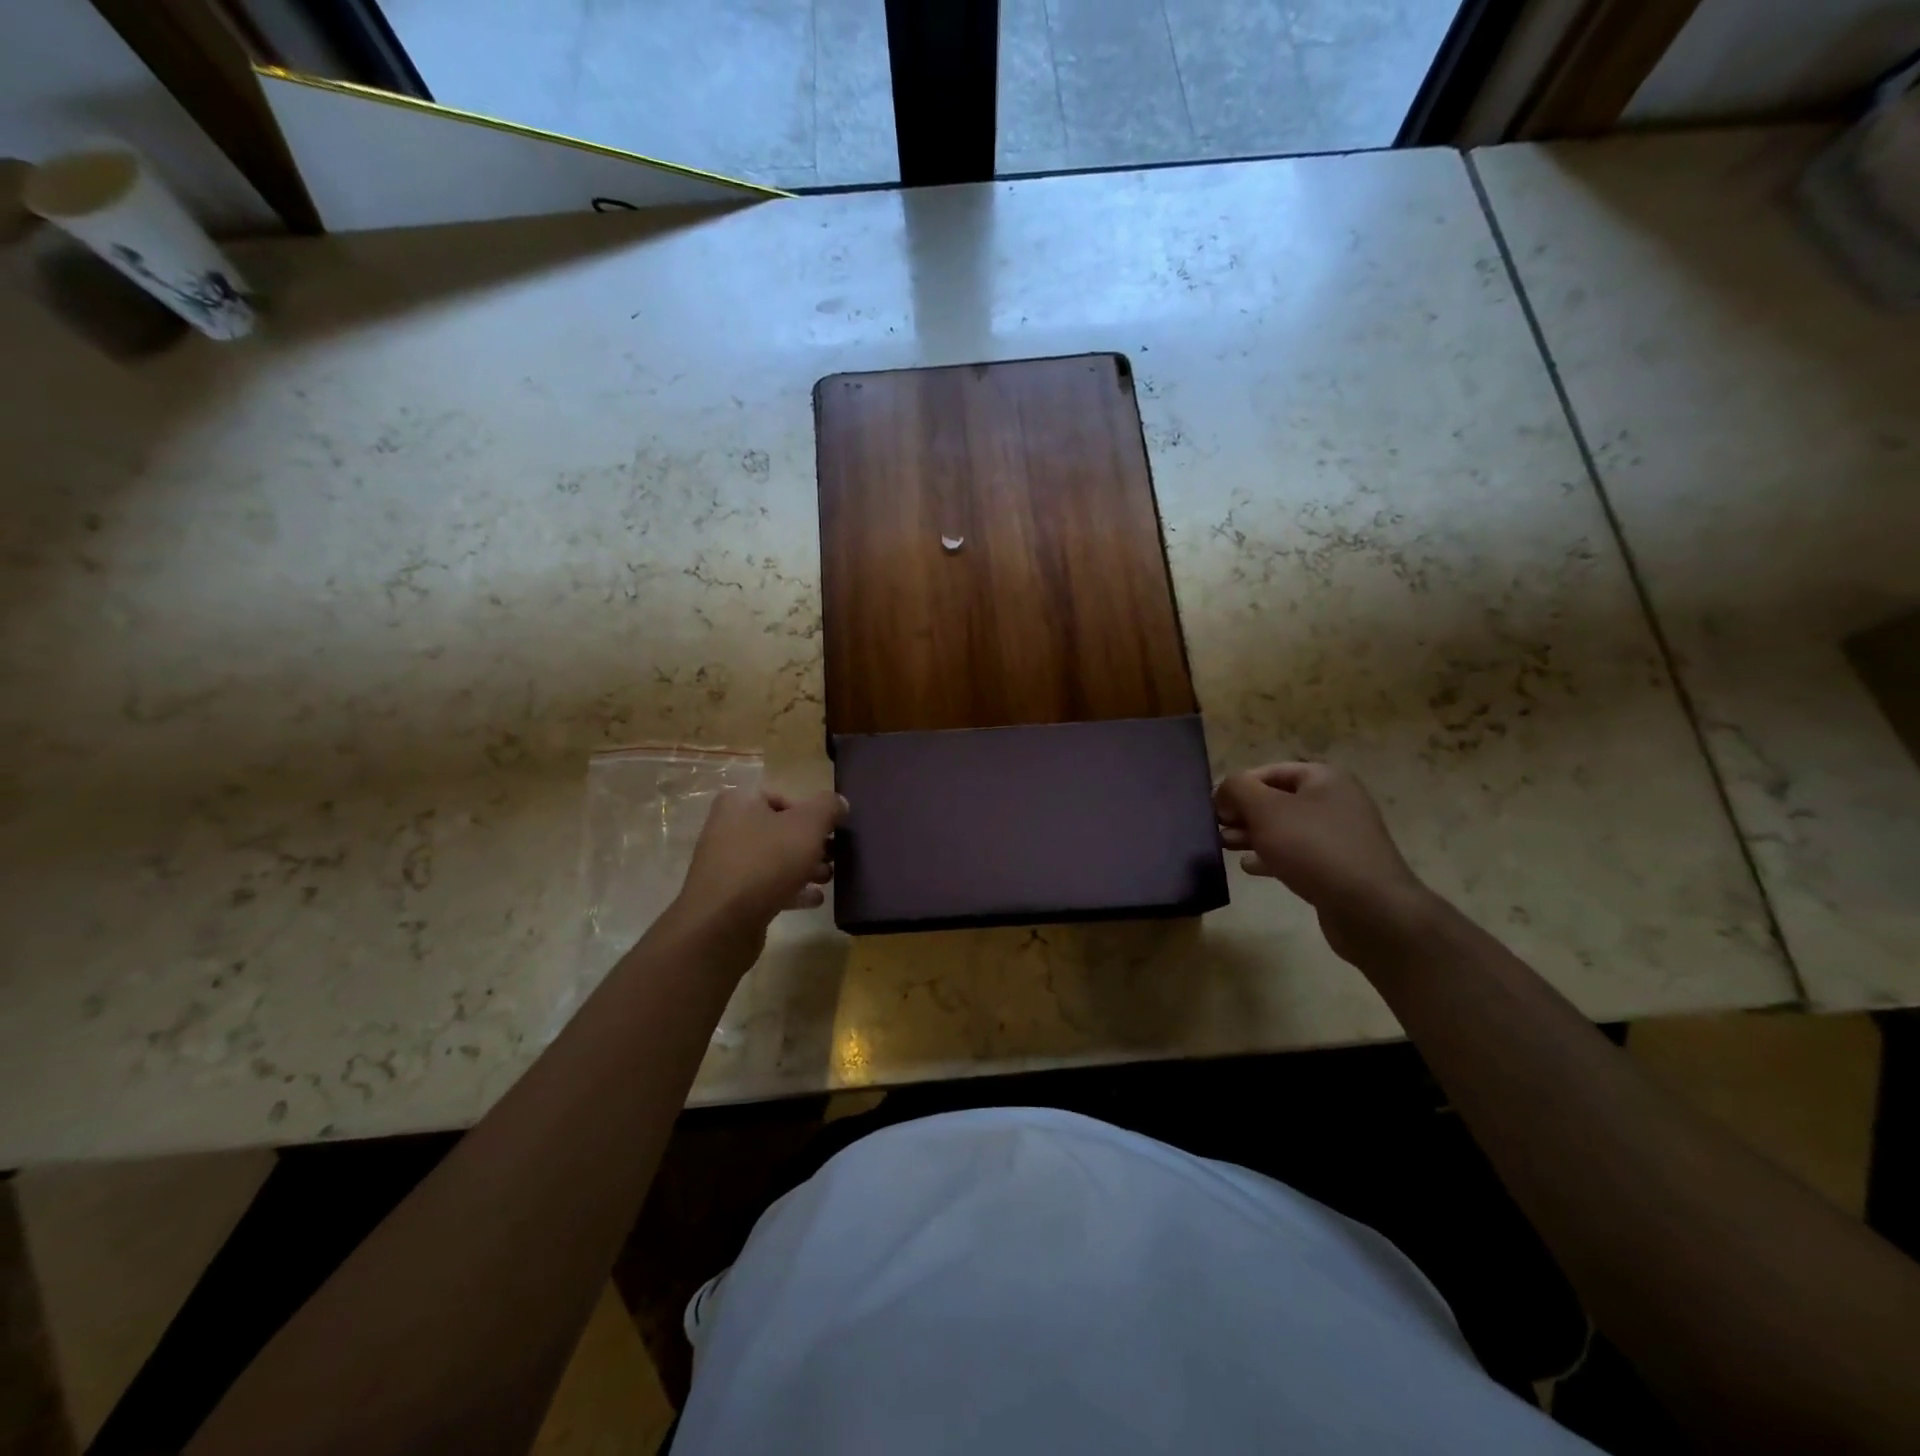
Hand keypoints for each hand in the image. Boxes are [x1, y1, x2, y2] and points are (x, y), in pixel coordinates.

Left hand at [675, 788, 846, 931]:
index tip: (832, 831)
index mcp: (740, 801)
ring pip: (775, 859)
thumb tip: (839, 803)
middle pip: (780, 830)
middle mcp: (727, 827)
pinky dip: (791, 889)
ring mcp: (726, 862)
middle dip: (811, 844)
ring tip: (827, 879)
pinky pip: (766, 885)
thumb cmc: (767, 861)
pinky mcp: (730, 895)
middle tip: (834, 856)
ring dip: (804, 867)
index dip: (812, 813)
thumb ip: (828, 807)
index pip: (784, 797)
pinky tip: (814, 900)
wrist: (722, 922)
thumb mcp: (808, 825)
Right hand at [1214, 763, 1434, 966]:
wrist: (1369, 908)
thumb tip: (1223, 789)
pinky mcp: (1336, 867)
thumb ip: (1237, 789)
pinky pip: (1296, 854)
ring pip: (1284, 829)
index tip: (1212, 807)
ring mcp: (1337, 836)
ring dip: (1252, 835)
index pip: (1269, 771)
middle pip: (1276, 800)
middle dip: (1243, 812)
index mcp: (1323, 779)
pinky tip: (1250, 867)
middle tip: (1216, 827)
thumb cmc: (1314, 848)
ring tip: (1224, 845)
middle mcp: (1334, 802)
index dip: (1238, 785)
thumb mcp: (1266, 810)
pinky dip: (1271, 857)